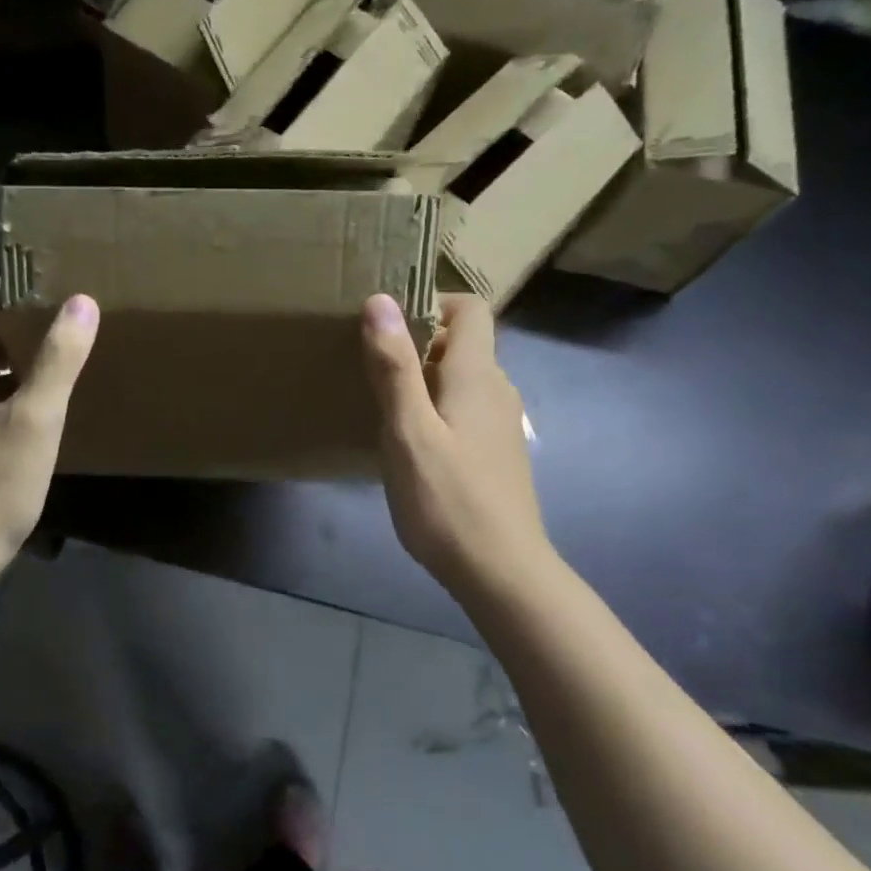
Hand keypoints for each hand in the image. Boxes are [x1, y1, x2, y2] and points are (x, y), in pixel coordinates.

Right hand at [361, 292, 553, 600]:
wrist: (501, 571)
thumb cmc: (447, 500)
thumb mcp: (408, 432)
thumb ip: (394, 367)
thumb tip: (380, 300)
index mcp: (477, 375)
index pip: (470, 308)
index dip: (432, 303)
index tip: (388, 326)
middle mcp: (497, 389)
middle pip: (462, 343)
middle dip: (416, 344)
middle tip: (370, 369)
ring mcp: (500, 423)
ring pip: (460, 380)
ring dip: (422, 381)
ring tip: (382, 407)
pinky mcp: (496, 452)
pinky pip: (464, 410)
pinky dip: (436, 410)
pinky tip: (410, 445)